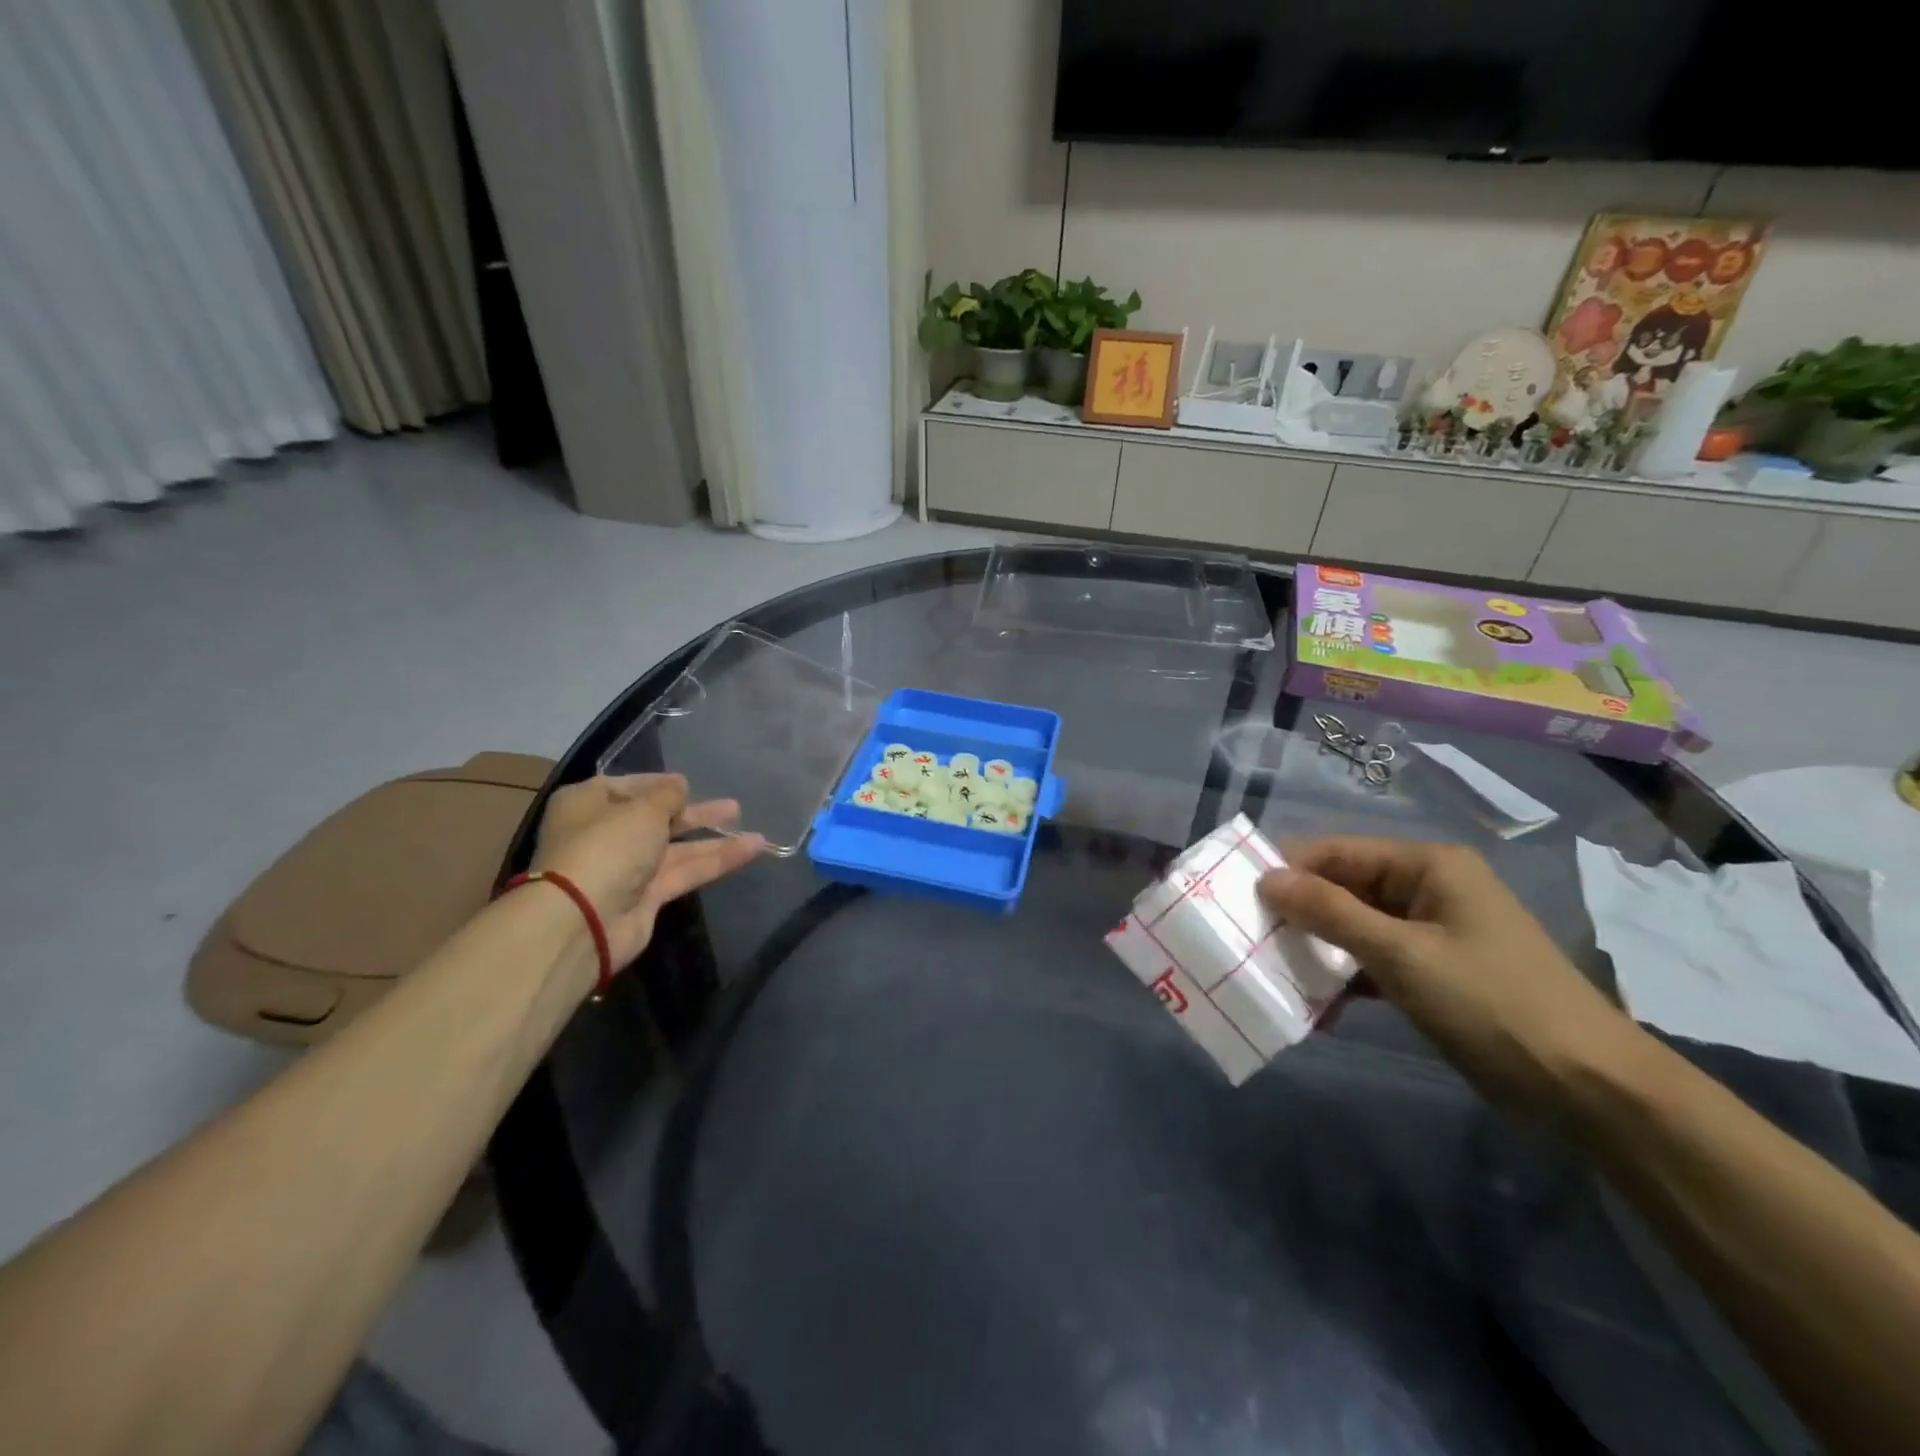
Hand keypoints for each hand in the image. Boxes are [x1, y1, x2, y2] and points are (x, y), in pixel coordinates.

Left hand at [531, 774, 764, 967]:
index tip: (692, 783)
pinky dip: (717, 861)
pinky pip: (686, 871)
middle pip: (658, 818)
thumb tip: (680, 784)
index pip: (630, 786)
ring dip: (714, 839)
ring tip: (755, 833)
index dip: (662, 785)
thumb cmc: (607, 847)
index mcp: (589, 803)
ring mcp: (627, 867)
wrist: (583, 920)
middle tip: (733, 808)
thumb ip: (668, 795)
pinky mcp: (647, 896)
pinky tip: (750, 850)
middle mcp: (606, 833)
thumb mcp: (643, 809)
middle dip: (695, 813)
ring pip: (677, 848)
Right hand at [1259, 838, 1640, 1111]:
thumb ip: (1329, 912)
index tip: (1241, 899)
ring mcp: (1433, 932)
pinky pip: (1374, 960)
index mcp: (1427, 865)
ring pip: (1355, 926)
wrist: (1589, 1090)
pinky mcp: (1435, 972)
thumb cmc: (1492, 1004)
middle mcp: (1429, 888)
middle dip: (1300, 913)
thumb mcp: (1400, 954)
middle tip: (1251, 939)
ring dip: (1318, 948)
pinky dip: (1345, 976)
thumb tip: (1265, 878)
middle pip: (1345, 887)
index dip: (1289, 871)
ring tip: (1274, 970)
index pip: (1338, 852)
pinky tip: (1314, 1003)